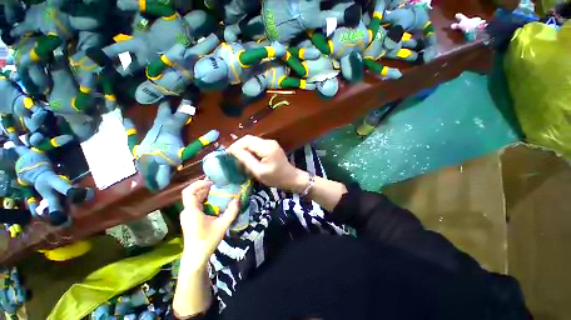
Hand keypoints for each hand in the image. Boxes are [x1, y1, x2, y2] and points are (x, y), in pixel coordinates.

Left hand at [180, 180, 238, 269]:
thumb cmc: (208, 241)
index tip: (211, 182)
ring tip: (218, 190)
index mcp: (192, 211)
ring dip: (204, 193)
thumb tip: (238, 198)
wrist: (196, 257)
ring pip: (194, 198)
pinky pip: (195, 204)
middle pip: (192, 193)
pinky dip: (204, 199)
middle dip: (205, 187)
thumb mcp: (223, 225)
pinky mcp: (189, 218)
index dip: (198, 184)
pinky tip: (214, 201)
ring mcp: (187, 215)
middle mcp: (187, 211)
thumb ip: (232, 211)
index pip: (188, 192)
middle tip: (219, 184)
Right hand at [228, 135, 307, 191]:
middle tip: (231, 157)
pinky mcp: (271, 146)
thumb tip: (233, 151)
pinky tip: (247, 157)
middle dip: (238, 146)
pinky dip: (250, 149)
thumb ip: (246, 160)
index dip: (235, 146)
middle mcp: (268, 141)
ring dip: (243, 148)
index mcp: (266, 147)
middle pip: (248, 139)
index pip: (246, 141)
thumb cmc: (276, 177)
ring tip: (238, 158)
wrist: (291, 177)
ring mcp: (270, 143)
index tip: (227, 155)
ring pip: (252, 141)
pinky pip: (257, 144)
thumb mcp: (259, 171)